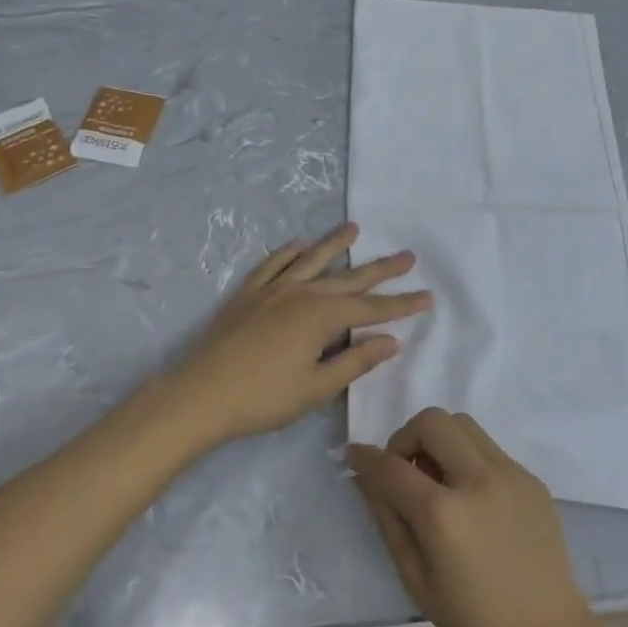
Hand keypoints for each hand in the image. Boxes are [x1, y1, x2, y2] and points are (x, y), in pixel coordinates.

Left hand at [164, 223, 430, 445]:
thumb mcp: (317, 388)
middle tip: (407, 255)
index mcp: (322, 317)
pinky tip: (297, 244)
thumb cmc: (263, 398)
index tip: (428, 297)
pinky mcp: (247, 294)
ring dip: (335, 245)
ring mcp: (272, 290)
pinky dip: (287, 253)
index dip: (402, 305)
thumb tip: (390, 341)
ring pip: (311, 261)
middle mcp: (302, 294)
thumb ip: (355, 362)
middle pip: (349, 279)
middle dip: (381, 270)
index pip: (372, 309)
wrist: (199, 395)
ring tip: (354, 228)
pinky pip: (272, 265)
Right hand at [348, 408, 597, 626]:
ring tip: (438, 479)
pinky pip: (490, 449)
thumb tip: (367, 477)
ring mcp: (511, 474)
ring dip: (440, 440)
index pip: (392, 467)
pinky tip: (472, 499)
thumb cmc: (475, 623)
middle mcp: (478, 480)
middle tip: (405, 470)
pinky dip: (469, 459)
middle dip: (407, 437)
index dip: (366, 457)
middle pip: (432, 421)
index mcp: (444, 515)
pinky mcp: (532, 479)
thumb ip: (389, 520)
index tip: (355, 453)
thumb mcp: (417, 581)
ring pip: (464, 424)